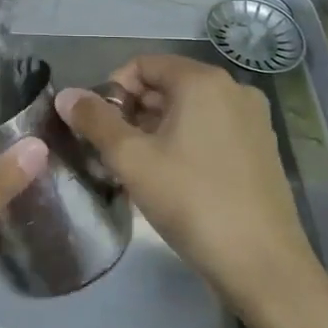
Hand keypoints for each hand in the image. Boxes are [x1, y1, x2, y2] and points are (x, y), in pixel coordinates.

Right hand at [56, 54, 315, 309]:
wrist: (262, 263)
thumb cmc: (191, 200)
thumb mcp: (131, 159)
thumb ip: (94, 121)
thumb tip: (65, 95)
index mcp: (203, 81)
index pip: (143, 65)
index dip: (113, 90)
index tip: (99, 127)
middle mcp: (233, 89)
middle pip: (167, 85)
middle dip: (133, 112)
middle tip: (113, 152)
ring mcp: (253, 119)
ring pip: (189, 110)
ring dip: (156, 130)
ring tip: (138, 169)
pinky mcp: (262, 148)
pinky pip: (211, 130)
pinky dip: (185, 142)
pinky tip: (172, 179)